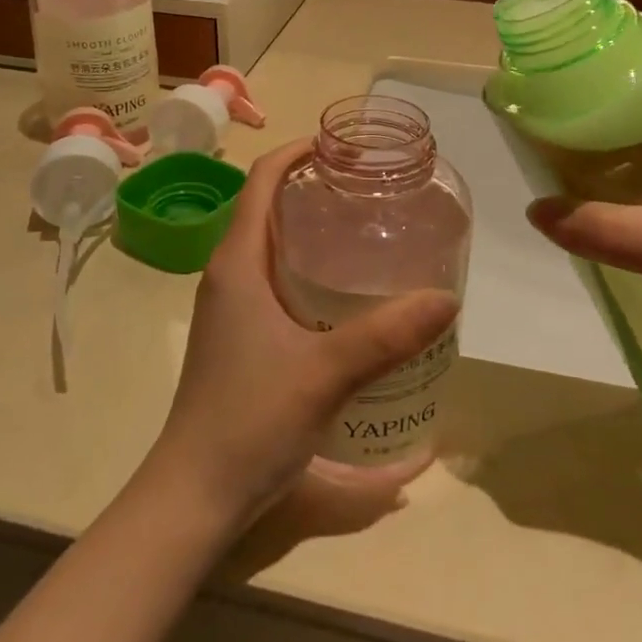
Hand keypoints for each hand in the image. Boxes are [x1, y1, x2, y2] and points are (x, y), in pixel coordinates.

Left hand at [148, 140, 459, 531]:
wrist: (195, 493)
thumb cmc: (249, 419)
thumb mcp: (326, 373)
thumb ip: (387, 335)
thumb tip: (446, 298)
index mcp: (237, 263)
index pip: (262, 181)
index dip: (297, 151)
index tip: (343, 147)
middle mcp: (229, 274)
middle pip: (269, 208)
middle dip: (315, 188)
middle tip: (371, 190)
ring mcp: (231, 307)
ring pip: (272, 246)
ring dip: (311, 230)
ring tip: (367, 231)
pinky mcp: (239, 336)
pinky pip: (274, 280)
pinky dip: (307, 268)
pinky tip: (347, 293)